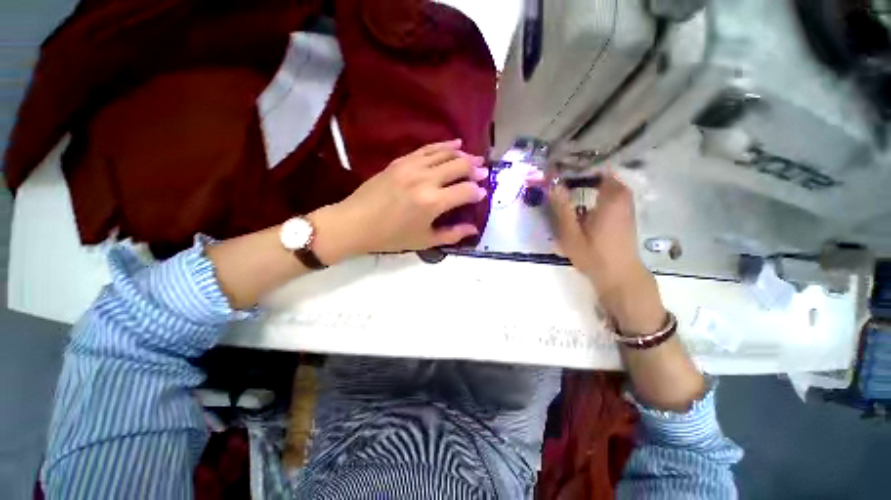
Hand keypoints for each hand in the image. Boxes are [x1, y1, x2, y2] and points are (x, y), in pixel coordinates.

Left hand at [310, 140, 487, 261]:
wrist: (356, 223)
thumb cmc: (391, 237)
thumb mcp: (424, 241)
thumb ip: (452, 235)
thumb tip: (473, 229)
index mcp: (433, 202)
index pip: (466, 191)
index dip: (478, 192)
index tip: (482, 194)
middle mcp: (426, 179)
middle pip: (459, 166)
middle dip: (475, 169)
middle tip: (484, 173)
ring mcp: (412, 166)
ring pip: (445, 153)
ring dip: (463, 155)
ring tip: (475, 159)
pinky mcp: (401, 161)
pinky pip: (427, 149)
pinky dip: (444, 145)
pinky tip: (454, 144)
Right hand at [548, 171, 665, 333]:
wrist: (619, 275)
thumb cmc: (595, 255)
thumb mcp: (571, 233)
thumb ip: (561, 207)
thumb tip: (550, 183)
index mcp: (612, 195)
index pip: (595, 166)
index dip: (575, 162)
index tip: (556, 163)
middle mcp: (622, 194)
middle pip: (598, 171)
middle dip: (577, 169)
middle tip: (555, 171)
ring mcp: (624, 202)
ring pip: (602, 181)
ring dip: (583, 179)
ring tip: (561, 180)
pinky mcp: (622, 211)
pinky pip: (605, 190)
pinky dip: (591, 188)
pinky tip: (576, 195)